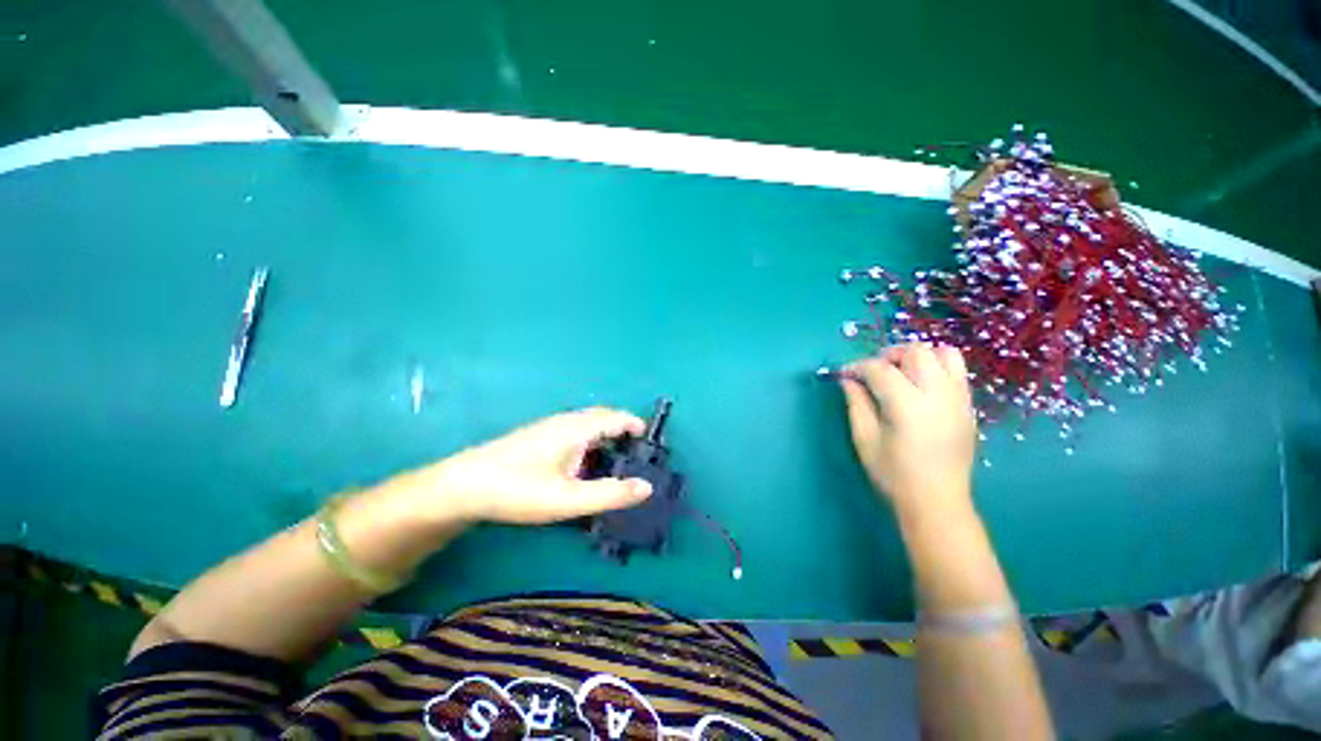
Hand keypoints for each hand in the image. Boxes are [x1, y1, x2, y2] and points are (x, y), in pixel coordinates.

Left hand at [417, 407, 654, 524]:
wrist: (463, 486)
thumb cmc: (519, 489)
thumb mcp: (569, 499)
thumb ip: (609, 494)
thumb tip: (647, 488)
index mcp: (577, 428)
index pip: (615, 417)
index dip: (635, 425)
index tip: (650, 441)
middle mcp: (565, 421)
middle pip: (602, 418)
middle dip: (621, 430)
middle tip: (635, 453)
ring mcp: (549, 428)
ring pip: (586, 425)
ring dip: (604, 437)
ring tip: (614, 461)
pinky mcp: (537, 437)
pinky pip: (573, 433)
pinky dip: (589, 443)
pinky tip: (581, 466)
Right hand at [840, 343, 977, 516]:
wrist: (937, 501)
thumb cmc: (893, 473)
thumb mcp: (865, 439)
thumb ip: (856, 403)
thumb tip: (848, 379)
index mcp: (907, 405)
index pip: (880, 370)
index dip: (857, 366)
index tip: (844, 373)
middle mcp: (938, 394)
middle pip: (916, 352)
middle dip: (889, 355)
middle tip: (873, 370)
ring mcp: (958, 399)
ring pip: (943, 354)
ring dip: (917, 356)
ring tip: (901, 371)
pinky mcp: (968, 406)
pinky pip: (957, 370)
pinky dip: (936, 366)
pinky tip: (920, 384)